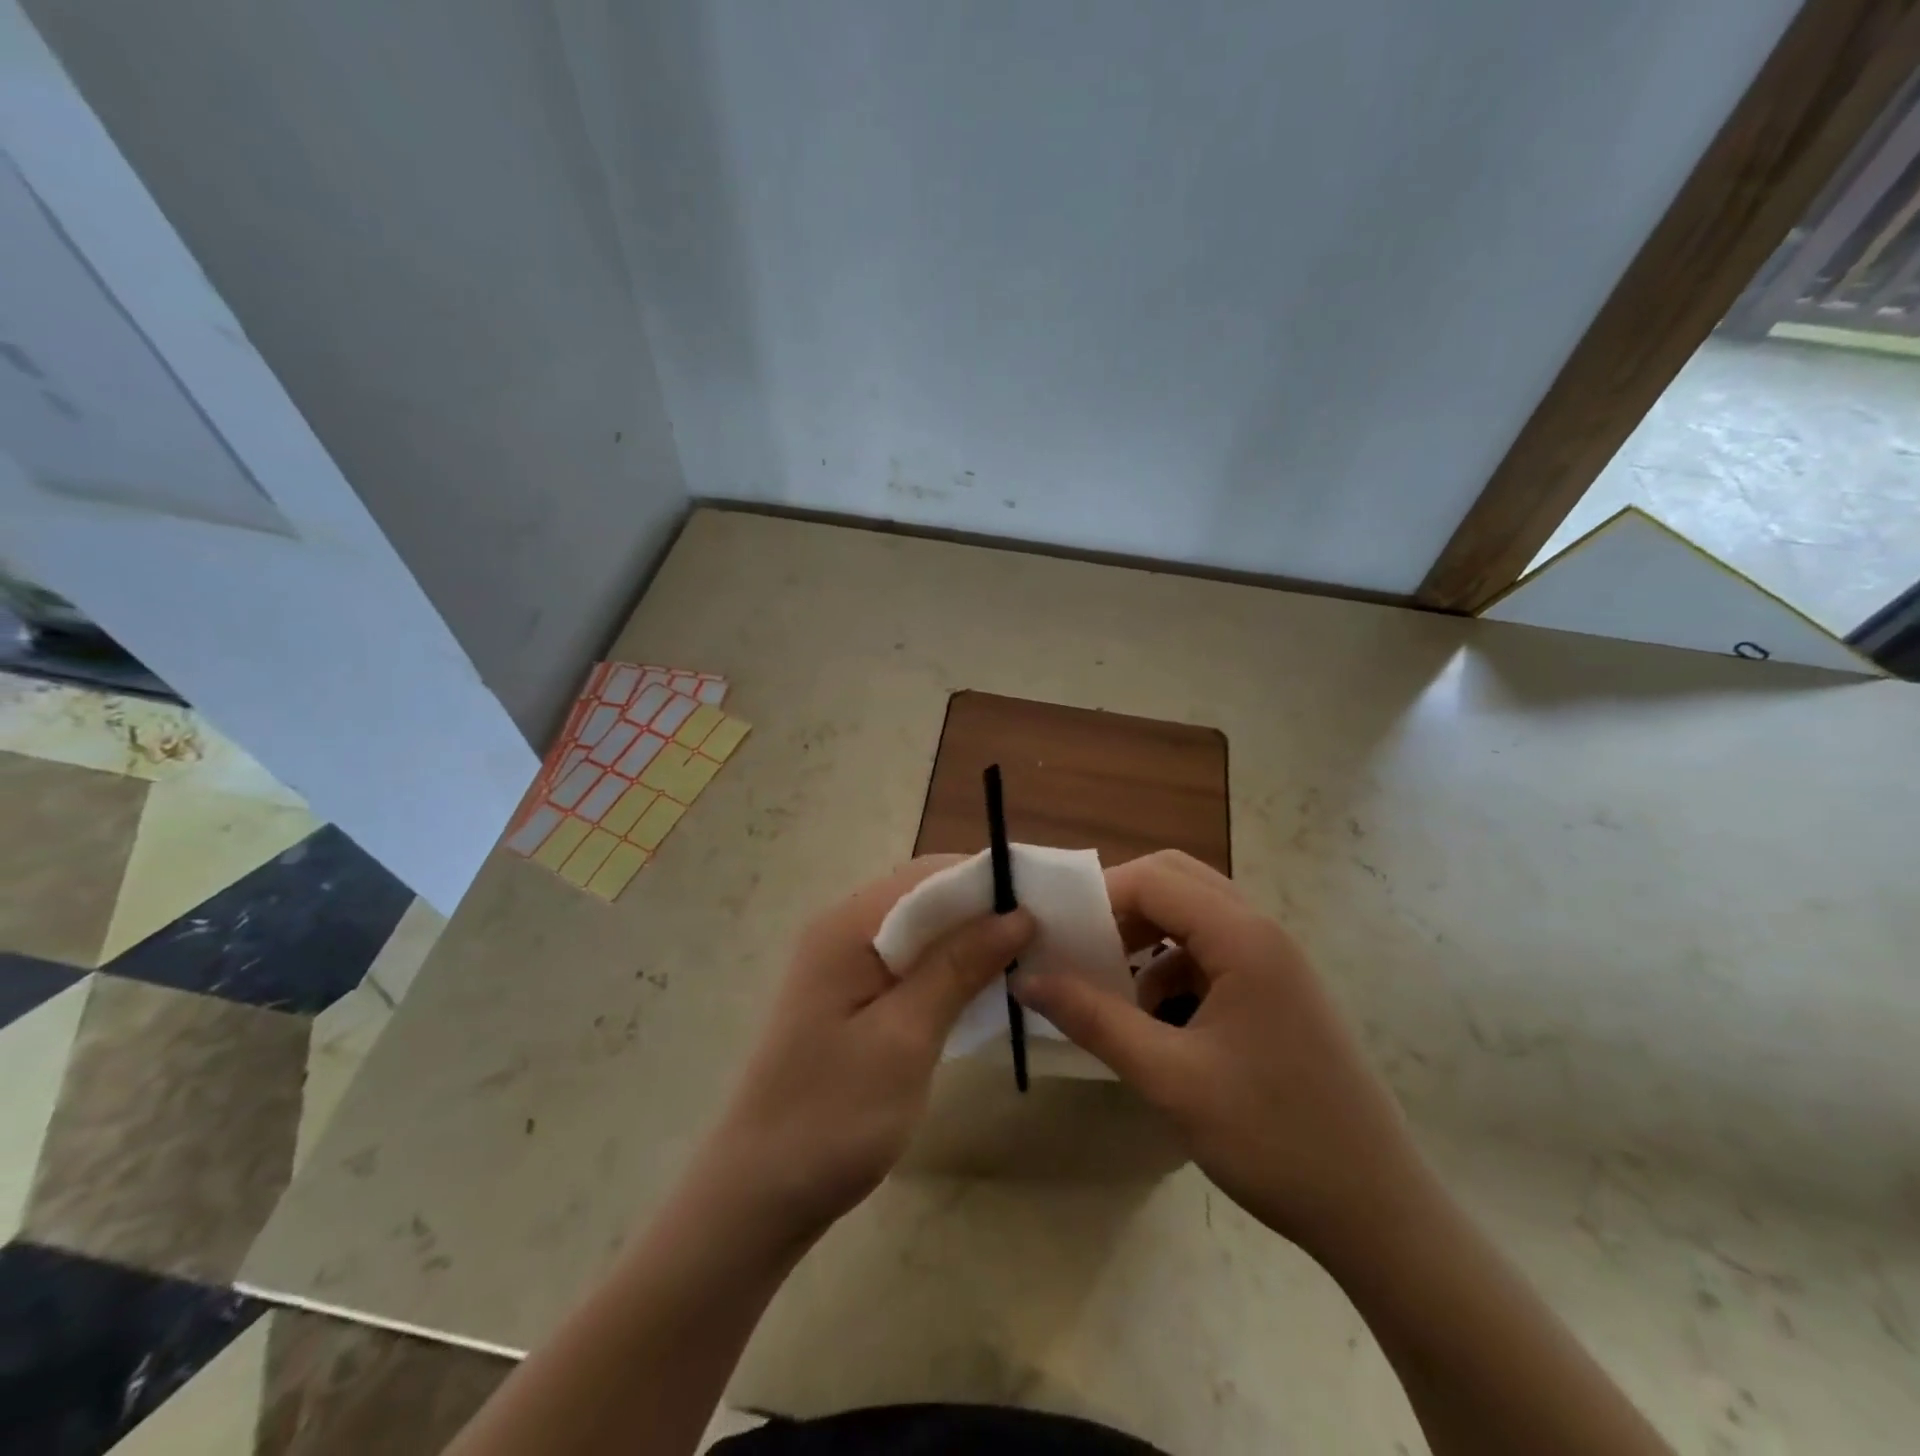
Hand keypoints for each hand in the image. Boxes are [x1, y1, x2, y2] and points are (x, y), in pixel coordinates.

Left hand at [696, 857, 1033, 1245]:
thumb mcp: (905, 1038)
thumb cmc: (833, 1115)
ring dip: (971, 938)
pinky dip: (949, 967)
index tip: (1048, 898)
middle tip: (1048, 930)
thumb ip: (957, 967)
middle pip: (924, 897)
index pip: (928, 875)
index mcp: (848, 926)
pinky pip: (910, 962)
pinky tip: (984, 986)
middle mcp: (843, 930)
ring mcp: (844, 964)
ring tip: (1030, 954)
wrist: (759, 1194)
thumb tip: (1017, 914)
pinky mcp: (852, 996)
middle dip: (984, 908)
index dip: (988, 879)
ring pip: (921, 930)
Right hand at [1013, 850, 1426, 1257]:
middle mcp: (1263, 932)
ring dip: (1147, 936)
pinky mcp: (1279, 992)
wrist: (1379, 1213)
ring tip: (1111, 987)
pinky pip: (1213, 952)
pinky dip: (1174, 967)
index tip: (1056, 937)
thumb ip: (1094, 1019)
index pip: (1153, 879)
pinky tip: (1156, 1021)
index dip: (1097, 898)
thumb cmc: (1273, 1139)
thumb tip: (1027, 979)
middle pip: (1176, 881)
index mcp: (1243, 938)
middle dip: (1121, 906)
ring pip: (1195, 915)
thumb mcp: (1169, 1078)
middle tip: (1082, 949)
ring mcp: (1276, 961)